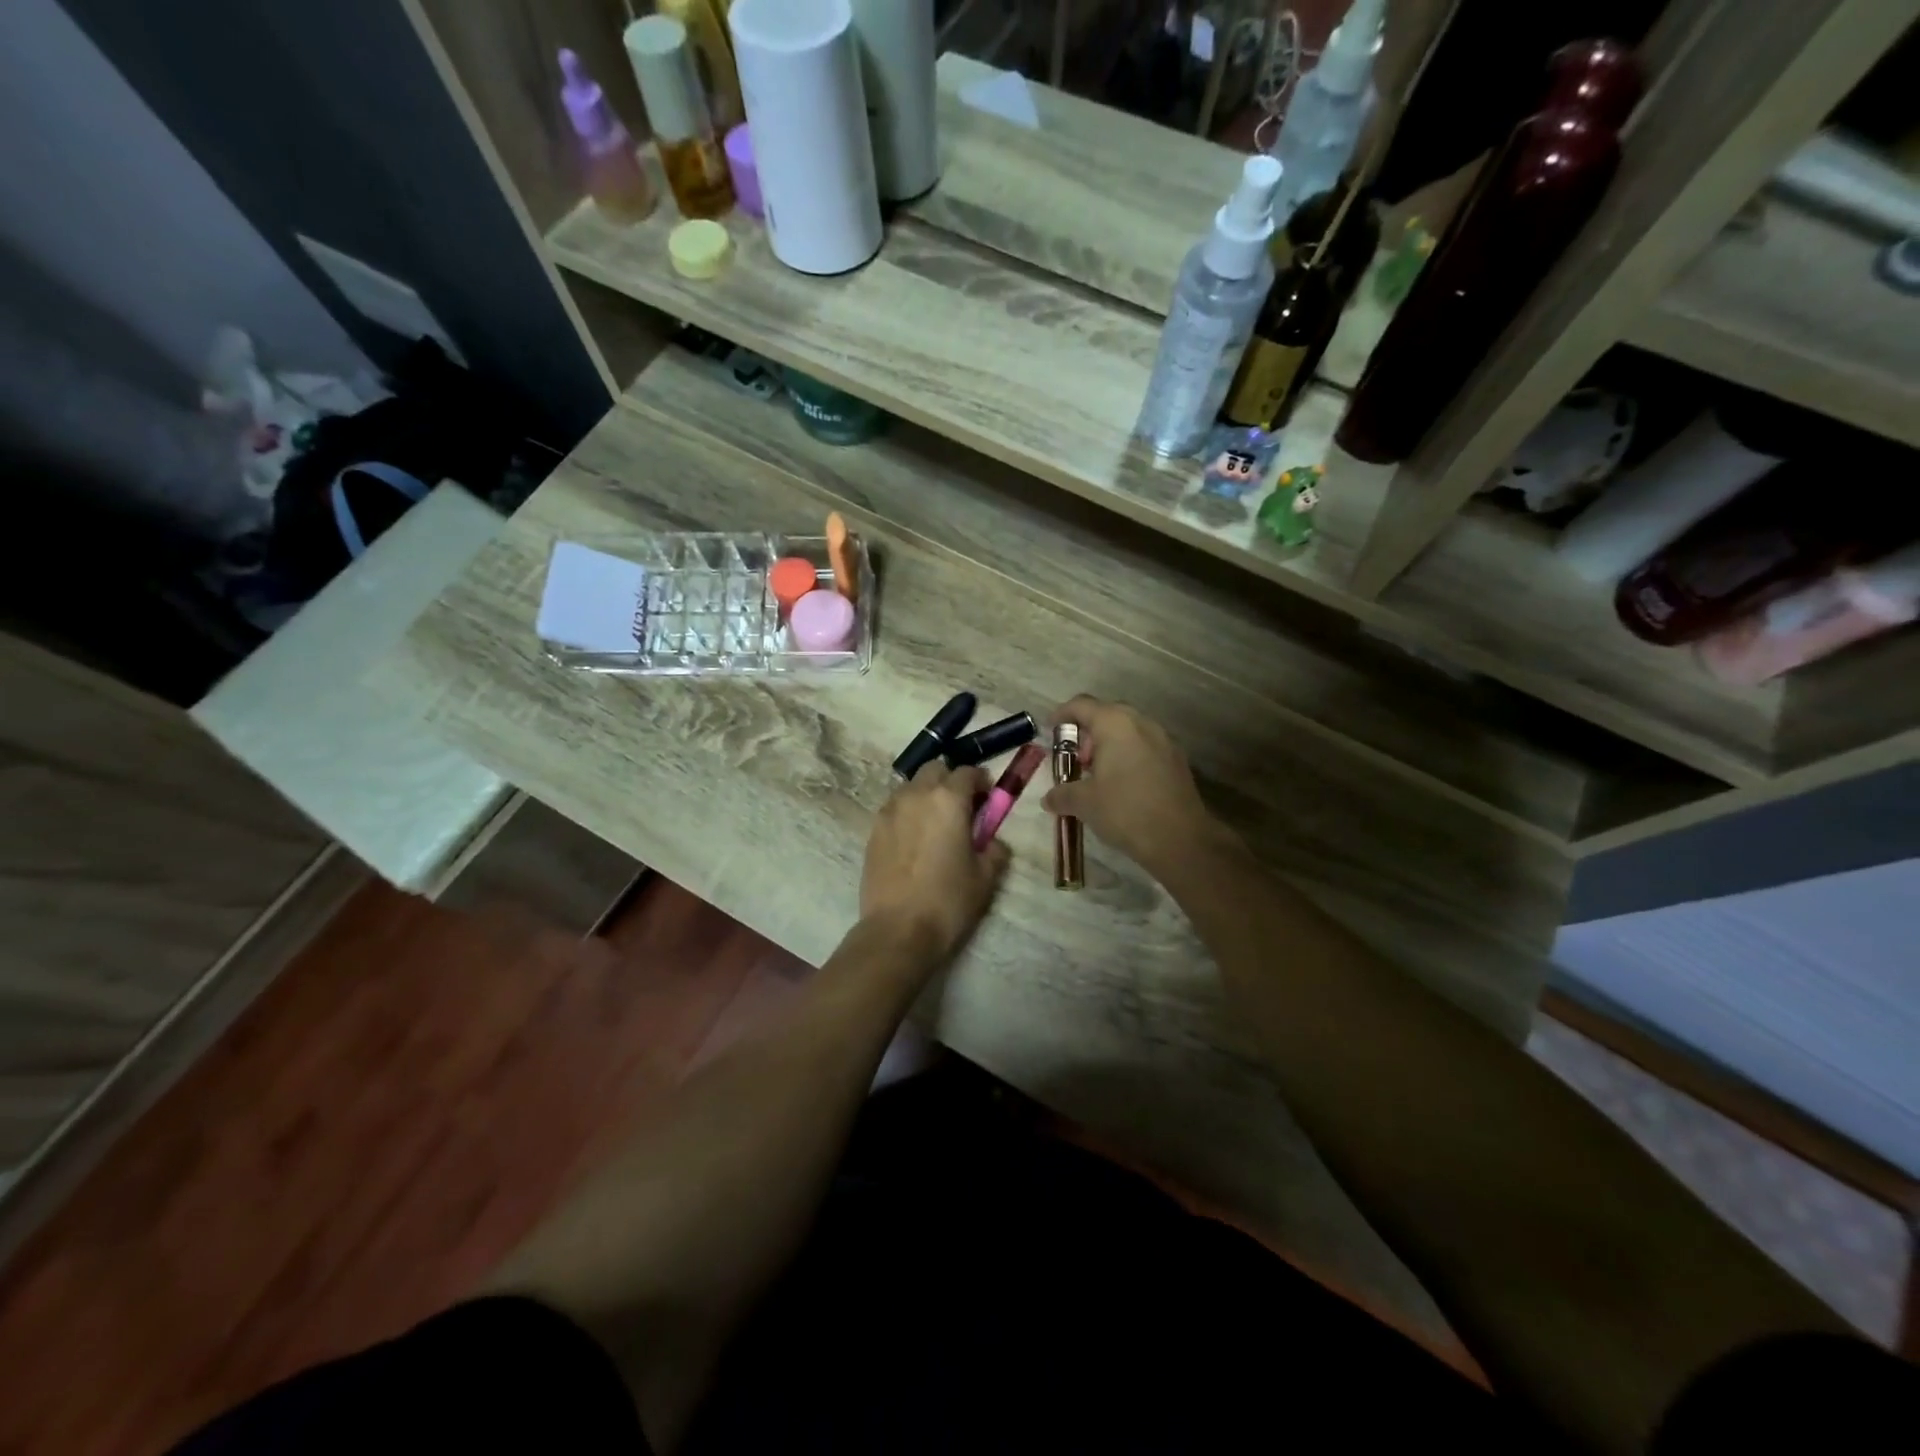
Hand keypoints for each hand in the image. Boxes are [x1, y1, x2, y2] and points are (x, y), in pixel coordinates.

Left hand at [860, 761, 1009, 963]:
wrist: (898, 930)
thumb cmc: (948, 901)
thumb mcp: (985, 877)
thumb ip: (994, 850)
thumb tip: (992, 841)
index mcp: (948, 800)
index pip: (967, 772)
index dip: (981, 782)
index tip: (987, 799)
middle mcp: (916, 795)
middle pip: (935, 769)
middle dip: (950, 780)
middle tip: (961, 807)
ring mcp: (890, 810)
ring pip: (911, 786)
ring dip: (926, 794)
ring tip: (935, 823)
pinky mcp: (873, 829)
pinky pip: (894, 807)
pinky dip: (907, 812)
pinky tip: (914, 839)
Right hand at [1042, 697, 1221, 879]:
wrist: (1180, 839)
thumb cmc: (1124, 810)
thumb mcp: (1084, 803)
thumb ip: (1062, 794)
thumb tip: (1048, 798)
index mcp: (1114, 724)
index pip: (1081, 705)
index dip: (1062, 715)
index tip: (1050, 729)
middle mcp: (1141, 723)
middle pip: (1107, 715)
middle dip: (1087, 733)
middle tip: (1075, 759)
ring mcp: (1164, 740)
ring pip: (1129, 731)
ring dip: (1109, 745)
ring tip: (1097, 774)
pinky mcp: (1177, 760)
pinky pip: (1145, 747)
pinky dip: (1128, 756)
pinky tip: (1122, 784)